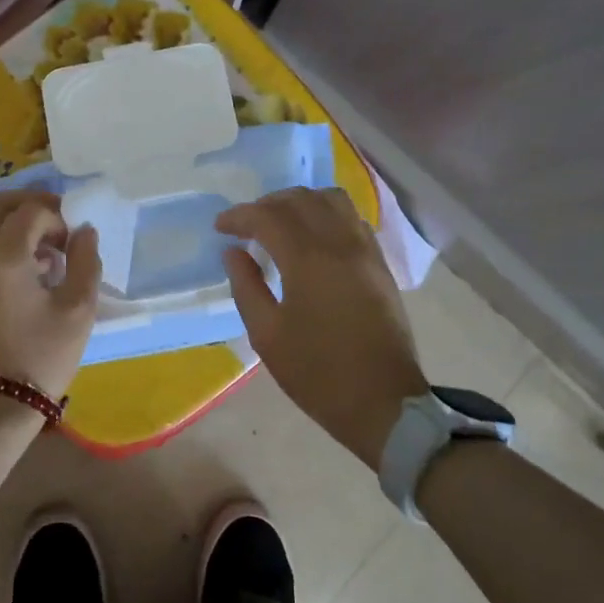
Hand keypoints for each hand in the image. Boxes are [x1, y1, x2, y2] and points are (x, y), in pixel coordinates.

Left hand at [0, 191, 100, 401]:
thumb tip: (84, 232)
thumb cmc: (39, 358)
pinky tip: (20, 278)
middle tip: (55, 223)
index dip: (58, 218)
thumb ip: (86, 262)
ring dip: (12, 227)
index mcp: (4, 254)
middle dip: (28, 204)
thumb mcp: (77, 312)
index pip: (32, 212)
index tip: (74, 243)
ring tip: (42, 256)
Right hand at [218, 187, 427, 467]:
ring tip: (281, 225)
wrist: (383, 403)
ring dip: (300, 203)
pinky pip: (352, 219)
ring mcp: (366, 251)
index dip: (239, 216)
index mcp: (308, 260)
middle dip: (267, 204)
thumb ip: (246, 286)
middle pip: (301, 199)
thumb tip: (234, 253)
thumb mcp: (267, 336)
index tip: (220, 227)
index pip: (268, 217)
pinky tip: (314, 238)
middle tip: (246, 225)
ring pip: (332, 200)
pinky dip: (326, 215)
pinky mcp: (380, 264)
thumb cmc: (318, 374)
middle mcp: (340, 244)